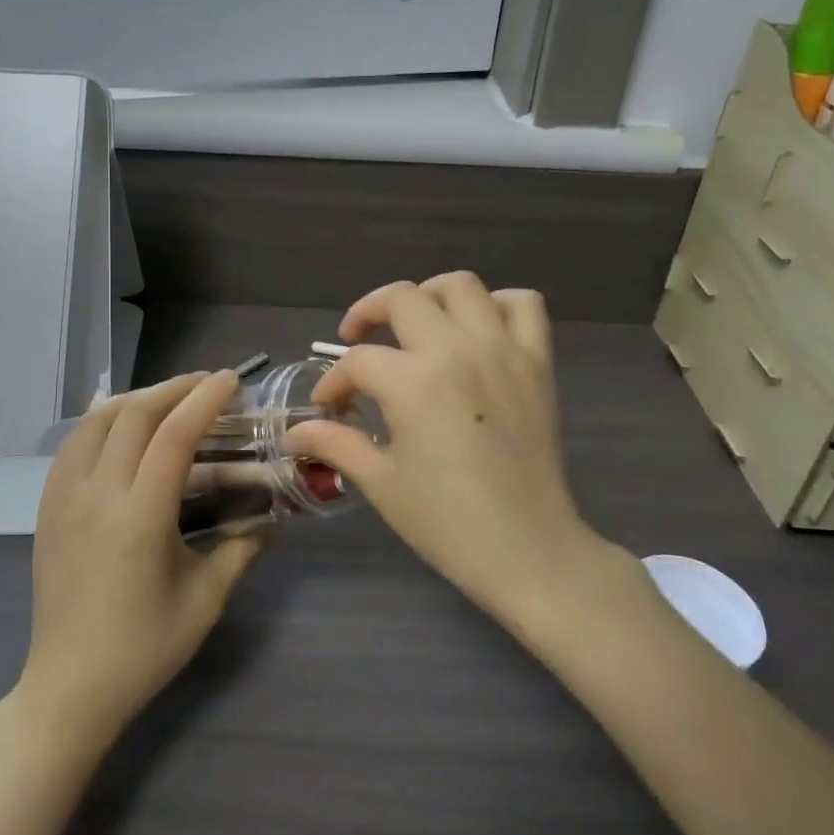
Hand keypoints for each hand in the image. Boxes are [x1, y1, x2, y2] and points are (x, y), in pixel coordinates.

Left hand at [18, 372, 262, 746]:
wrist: (70, 688)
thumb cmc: (145, 647)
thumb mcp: (206, 599)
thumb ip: (242, 548)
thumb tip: (274, 518)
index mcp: (140, 516)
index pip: (175, 435)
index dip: (205, 400)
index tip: (231, 380)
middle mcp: (97, 495)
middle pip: (133, 415)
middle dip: (173, 389)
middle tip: (206, 384)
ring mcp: (64, 499)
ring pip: (96, 422)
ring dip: (135, 399)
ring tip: (168, 398)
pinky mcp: (46, 508)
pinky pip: (73, 445)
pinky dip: (101, 422)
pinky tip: (121, 428)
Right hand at [287, 274, 610, 624]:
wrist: (527, 549)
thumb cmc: (447, 522)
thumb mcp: (380, 482)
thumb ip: (335, 443)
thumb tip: (296, 432)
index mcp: (413, 382)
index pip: (359, 361)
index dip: (334, 382)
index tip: (328, 407)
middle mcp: (457, 350)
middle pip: (402, 298)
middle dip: (368, 313)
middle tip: (358, 341)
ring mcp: (503, 350)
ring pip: (461, 285)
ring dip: (429, 295)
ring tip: (416, 323)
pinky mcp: (538, 362)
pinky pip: (523, 305)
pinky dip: (497, 305)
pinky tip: (477, 330)